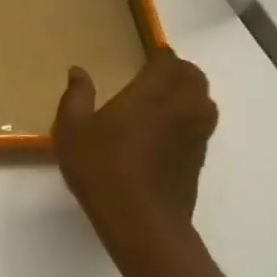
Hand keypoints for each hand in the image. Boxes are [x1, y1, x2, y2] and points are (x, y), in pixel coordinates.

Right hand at [52, 49, 217, 266]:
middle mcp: (181, 108)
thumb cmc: (101, 168)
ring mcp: (195, 134)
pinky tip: (165, 129)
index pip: (168, 62)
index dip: (160, 55)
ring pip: (204, 100)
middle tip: (155, 73)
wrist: (141, 221)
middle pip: (194, 77)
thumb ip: (76, 96)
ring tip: (164, 98)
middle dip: (178, 70)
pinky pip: (201, 124)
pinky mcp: (198, 158)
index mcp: (152, 94)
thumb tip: (78, 71)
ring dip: (189, 92)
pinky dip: (190, 116)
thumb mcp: (72, 130)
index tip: (146, 55)